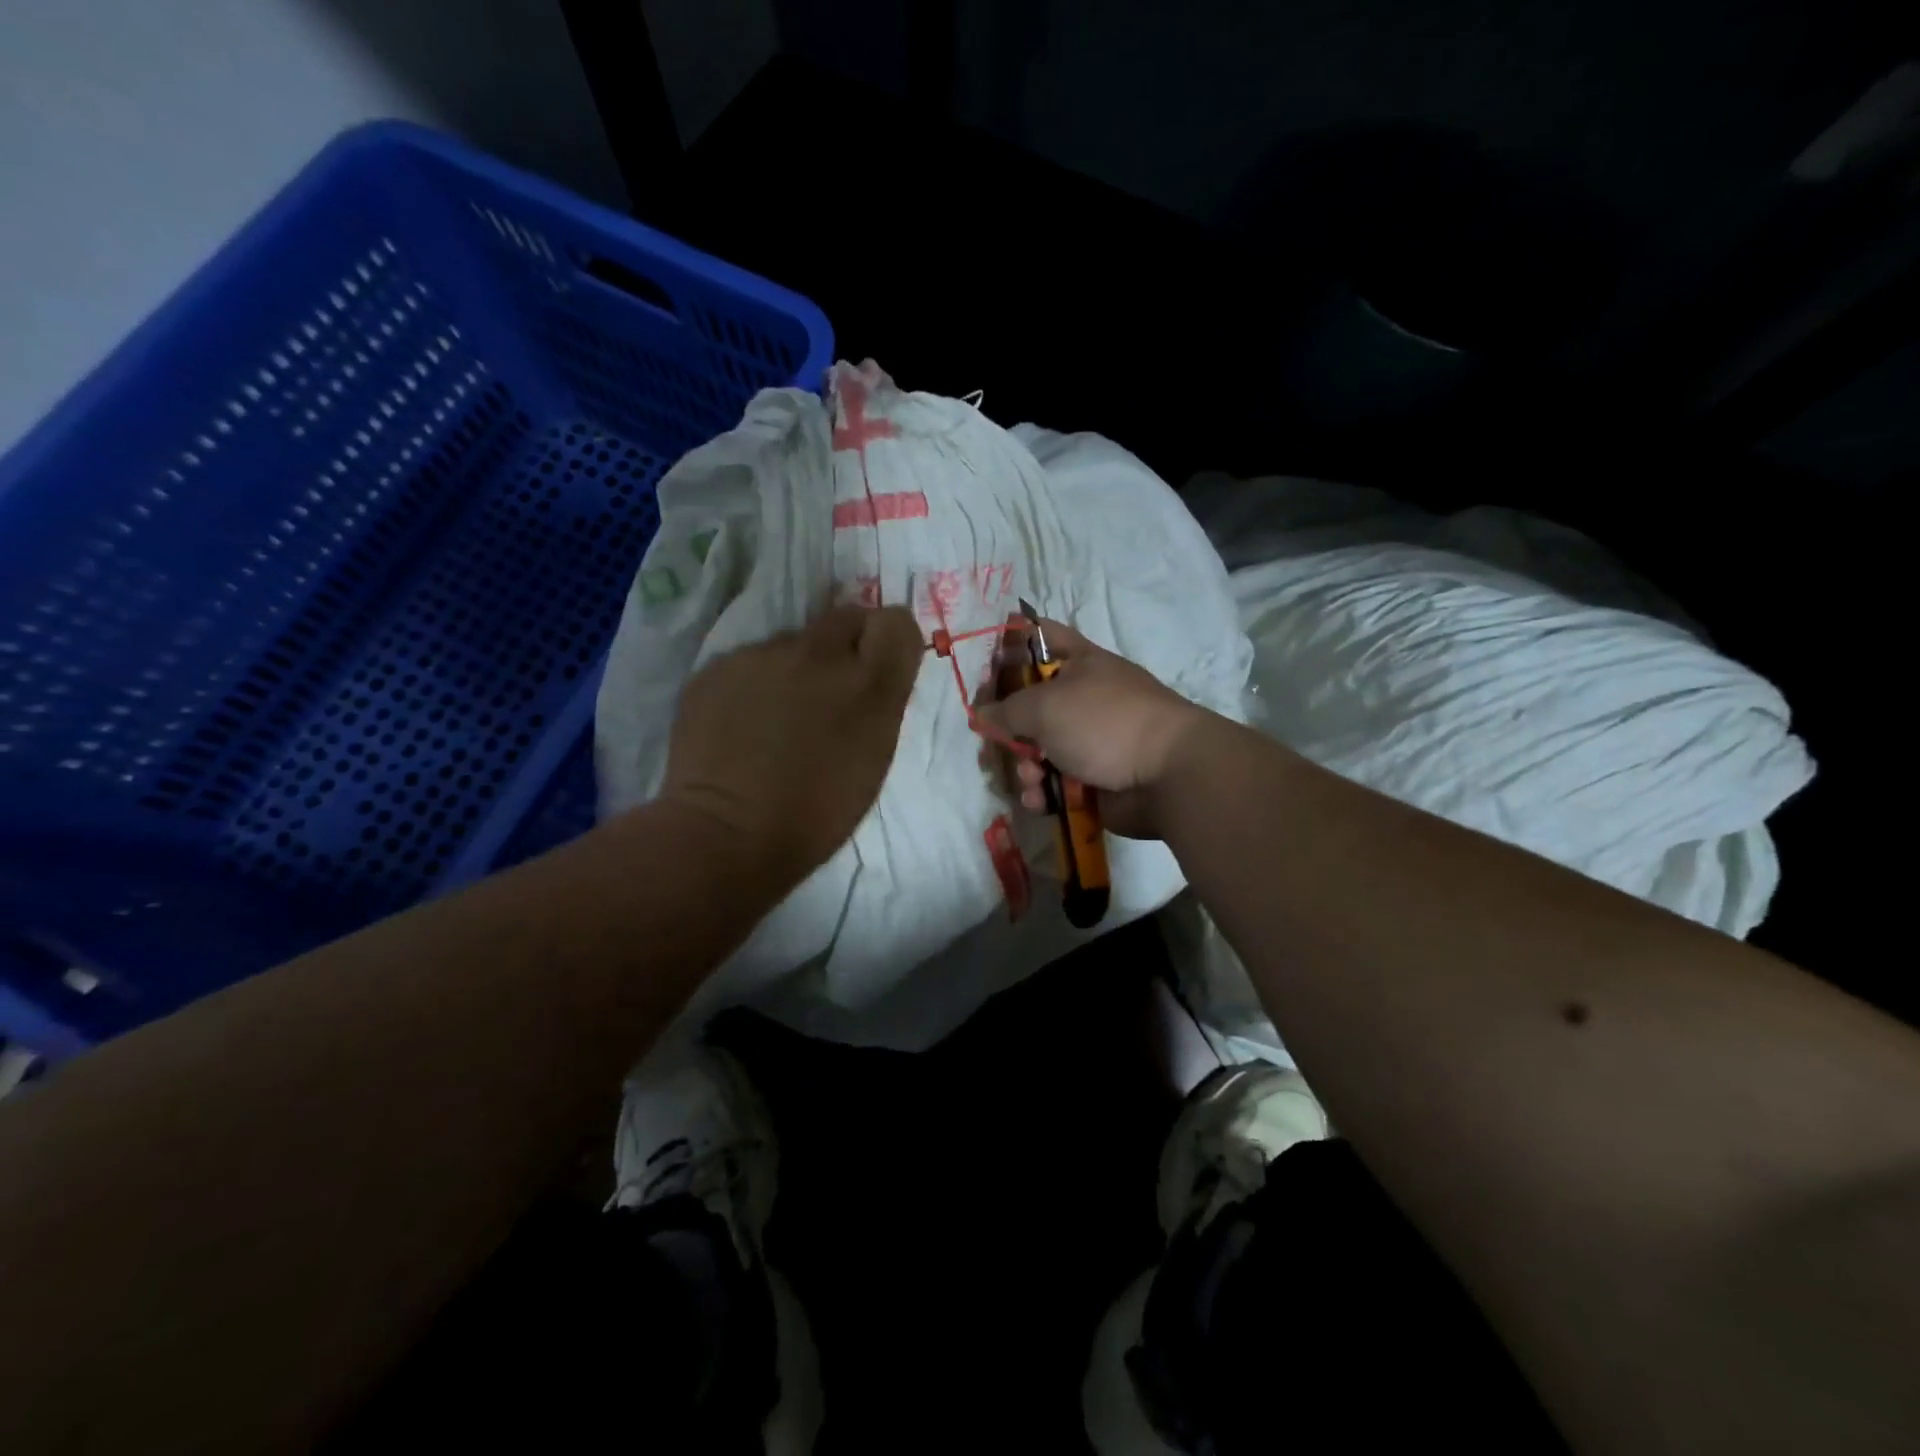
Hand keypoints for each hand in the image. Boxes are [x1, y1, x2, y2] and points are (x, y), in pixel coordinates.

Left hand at [660, 604, 922, 886]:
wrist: (727, 835)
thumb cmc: (816, 815)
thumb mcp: (873, 758)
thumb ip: (878, 703)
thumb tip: (869, 672)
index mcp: (869, 685)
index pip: (896, 621)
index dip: (889, 639)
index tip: (880, 664)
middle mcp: (819, 655)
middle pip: (846, 616)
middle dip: (847, 642)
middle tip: (831, 685)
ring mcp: (763, 656)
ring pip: (792, 642)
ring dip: (795, 668)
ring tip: (776, 716)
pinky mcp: (718, 666)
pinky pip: (749, 662)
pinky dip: (752, 684)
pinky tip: (741, 725)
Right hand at [980, 620, 1214, 838]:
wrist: (1167, 775)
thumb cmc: (1104, 722)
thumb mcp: (1045, 706)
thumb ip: (1006, 709)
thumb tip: (983, 714)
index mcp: (1079, 663)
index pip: (1041, 636)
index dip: (1010, 643)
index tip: (983, 662)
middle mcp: (1083, 698)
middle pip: (1030, 703)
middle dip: (1007, 725)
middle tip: (992, 739)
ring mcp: (1089, 740)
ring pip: (1038, 749)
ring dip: (1025, 765)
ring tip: (1031, 777)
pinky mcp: (1092, 779)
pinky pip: (1053, 782)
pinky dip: (1042, 792)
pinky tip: (1040, 800)